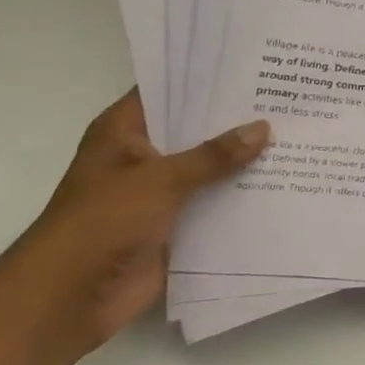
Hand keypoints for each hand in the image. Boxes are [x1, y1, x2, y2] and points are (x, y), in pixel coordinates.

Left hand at [0, 92, 269, 364]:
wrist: (68, 300)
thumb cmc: (102, 223)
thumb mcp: (160, 180)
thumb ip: (213, 155)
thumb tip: (263, 128)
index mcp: (125, 132)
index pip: (169, 90)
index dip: (207, 78)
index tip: (254, 65)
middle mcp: (143, 156)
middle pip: (195, 129)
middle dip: (237, 120)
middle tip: (288, 99)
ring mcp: (159, 192)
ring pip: (209, 168)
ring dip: (243, 161)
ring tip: (296, 136)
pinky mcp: (174, 225)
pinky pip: (214, 204)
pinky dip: (241, 198)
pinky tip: (283, 184)